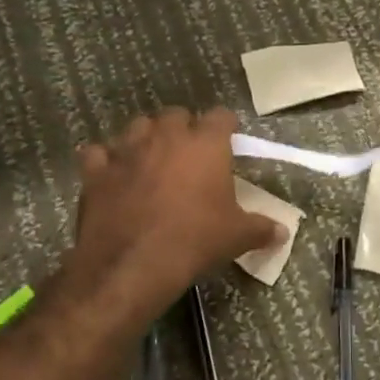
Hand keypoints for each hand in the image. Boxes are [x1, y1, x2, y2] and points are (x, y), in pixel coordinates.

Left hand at [69, 108, 283, 332]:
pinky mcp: (96, 171)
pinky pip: (98, 153)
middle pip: (176, 114)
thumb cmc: (194, 241)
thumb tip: (282, 232)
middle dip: (183, 128)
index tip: (228, 141)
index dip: (225, 127)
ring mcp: (127, 150)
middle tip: (189, 154)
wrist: (132, 265)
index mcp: (205, 144)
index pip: (221, 116)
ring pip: (137, 126)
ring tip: (151, 159)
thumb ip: (261, 228)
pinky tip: (111, 175)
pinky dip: (105, 160)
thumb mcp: (236, 237)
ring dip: (145, 137)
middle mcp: (166, 136)